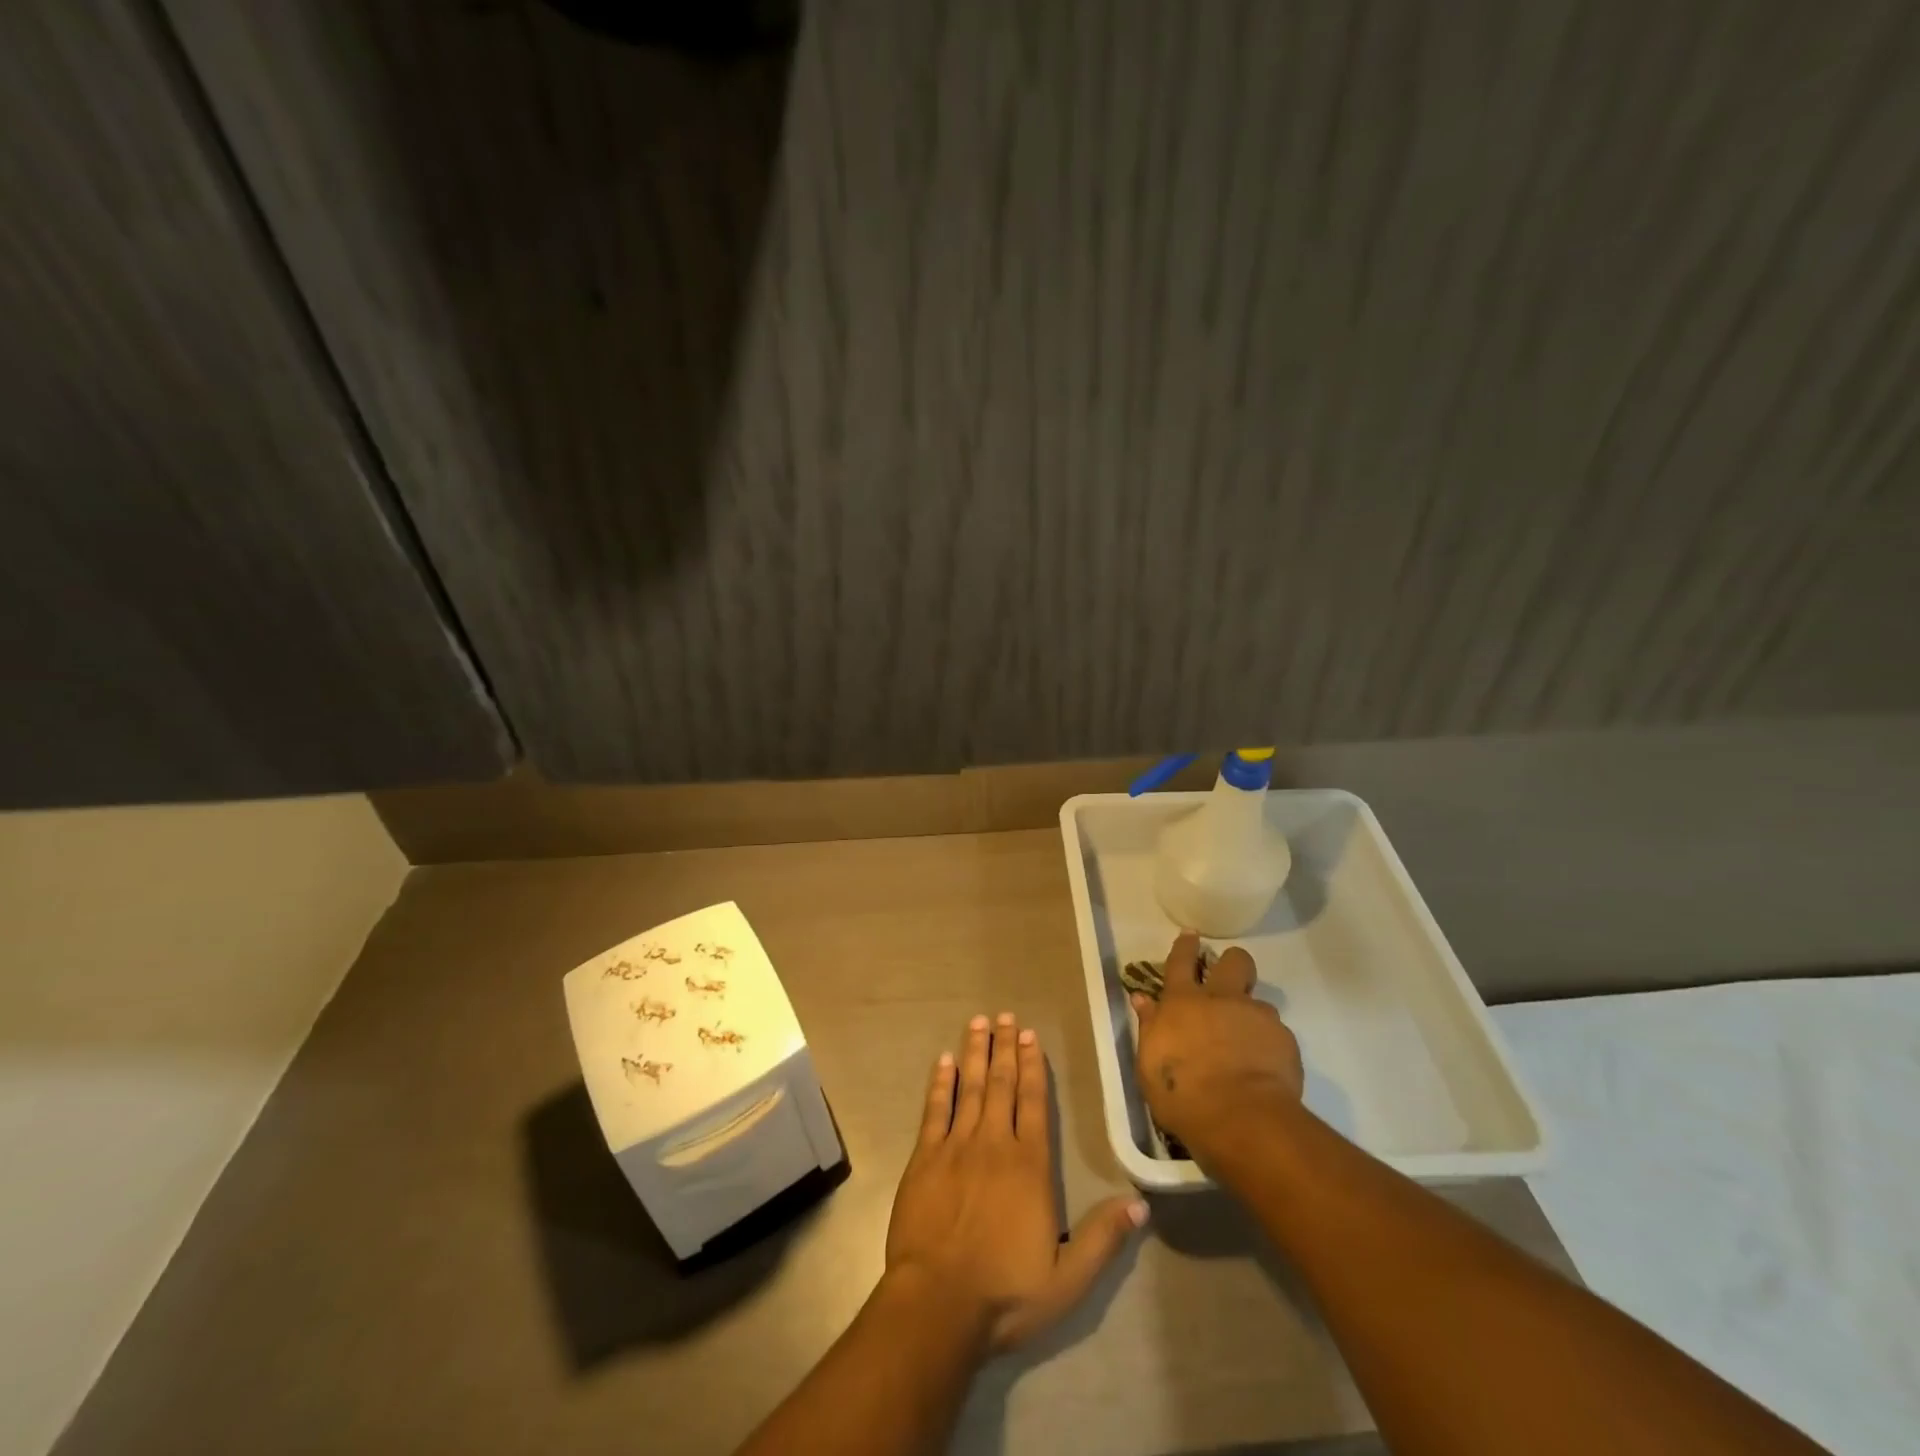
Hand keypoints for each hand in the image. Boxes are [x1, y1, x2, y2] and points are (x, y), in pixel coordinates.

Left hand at [885, 1012, 1147, 1354]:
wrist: (938, 1304)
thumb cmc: (1005, 1292)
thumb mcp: (1067, 1279)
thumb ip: (1103, 1238)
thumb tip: (1141, 1204)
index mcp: (1030, 1166)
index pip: (1034, 1103)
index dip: (1033, 1066)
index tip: (1030, 1035)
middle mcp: (994, 1145)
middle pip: (1001, 1085)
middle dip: (1004, 1048)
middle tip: (1005, 1016)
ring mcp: (956, 1148)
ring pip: (969, 1088)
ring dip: (975, 1053)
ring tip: (979, 1022)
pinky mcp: (925, 1158)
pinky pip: (934, 1110)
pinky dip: (940, 1083)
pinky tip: (943, 1060)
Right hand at [1133, 932, 1303, 1155]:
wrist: (1241, 1119)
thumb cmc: (1183, 1094)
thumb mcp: (1149, 1063)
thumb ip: (1149, 1026)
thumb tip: (1142, 999)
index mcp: (1182, 1002)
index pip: (1181, 961)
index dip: (1185, 945)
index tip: (1191, 934)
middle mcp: (1221, 998)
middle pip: (1233, 961)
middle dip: (1232, 963)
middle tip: (1230, 981)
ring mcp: (1255, 1016)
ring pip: (1258, 999)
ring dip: (1251, 1014)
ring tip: (1247, 1041)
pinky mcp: (1283, 1039)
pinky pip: (1276, 1032)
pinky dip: (1268, 1044)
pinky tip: (1264, 1067)